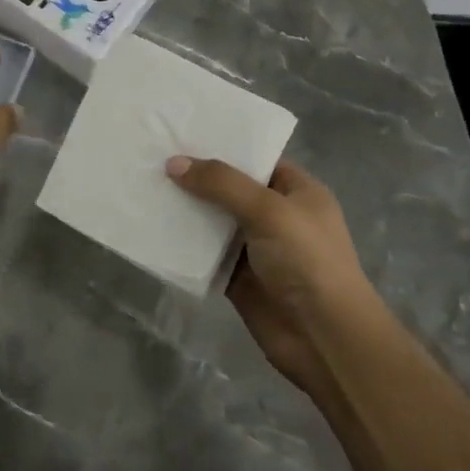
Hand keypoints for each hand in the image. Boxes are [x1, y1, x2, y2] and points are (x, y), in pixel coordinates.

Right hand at [166, 156, 374, 391]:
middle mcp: (276, 215)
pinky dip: (182, 243)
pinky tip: (151, 225)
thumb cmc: (308, 261)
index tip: (181, 131)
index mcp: (296, 191)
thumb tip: (173, 163)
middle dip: (195, 175)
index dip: (222, 144)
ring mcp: (255, 248)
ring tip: (144, 184)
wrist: (325, 339)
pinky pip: (204, 253)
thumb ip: (221, 183)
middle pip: (229, 187)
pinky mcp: (236, 277)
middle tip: (152, 153)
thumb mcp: (269, 210)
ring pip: (212, 220)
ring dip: (185, 208)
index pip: (256, 157)